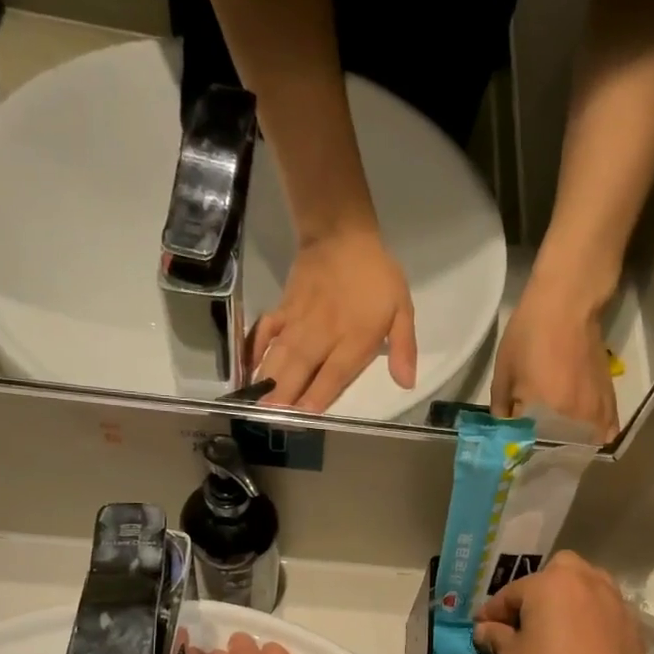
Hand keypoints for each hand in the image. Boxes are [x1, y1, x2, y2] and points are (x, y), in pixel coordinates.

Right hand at [252, 228, 416, 412]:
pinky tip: (246, 369)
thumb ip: (404, 347)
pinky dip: (254, 349)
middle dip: (285, 394)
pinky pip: (265, 331)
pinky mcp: (283, 309)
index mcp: (354, 337)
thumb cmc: (377, 276)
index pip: (335, 372)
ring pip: (281, 354)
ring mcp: (299, 321)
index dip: (319, 394)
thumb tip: (406, 383)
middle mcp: (323, 333)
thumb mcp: (402, 309)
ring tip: (255, 404)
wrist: (341, 234)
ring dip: (267, 379)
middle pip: (302, 368)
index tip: (304, 415)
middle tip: (270, 419)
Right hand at [472, 552, 645, 653]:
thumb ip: (497, 635)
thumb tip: (486, 629)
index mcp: (552, 583)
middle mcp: (588, 582)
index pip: (513, 591)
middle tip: (527, 618)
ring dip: (571, 600)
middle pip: (559, 572)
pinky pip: (606, 613)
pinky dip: (592, 621)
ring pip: (589, 588)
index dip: (493, 611)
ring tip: (558, 628)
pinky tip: (583, 646)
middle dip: (541, 588)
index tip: (482, 627)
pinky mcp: (633, 627)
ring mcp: (616, 603)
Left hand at [490, 279, 618, 442]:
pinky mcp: (610, 400)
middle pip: (560, 450)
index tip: (514, 448)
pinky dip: (594, 436)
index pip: (531, 447)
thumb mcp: (504, 371)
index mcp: (547, 413)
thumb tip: (506, 428)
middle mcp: (576, 418)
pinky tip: (583, 434)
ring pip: (585, 444)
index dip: (521, 448)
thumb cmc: (529, 334)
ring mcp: (597, 410)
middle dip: (546, 450)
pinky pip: (606, 430)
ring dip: (571, 447)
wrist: (567, 304)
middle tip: (534, 445)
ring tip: (557, 442)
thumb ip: (501, 407)